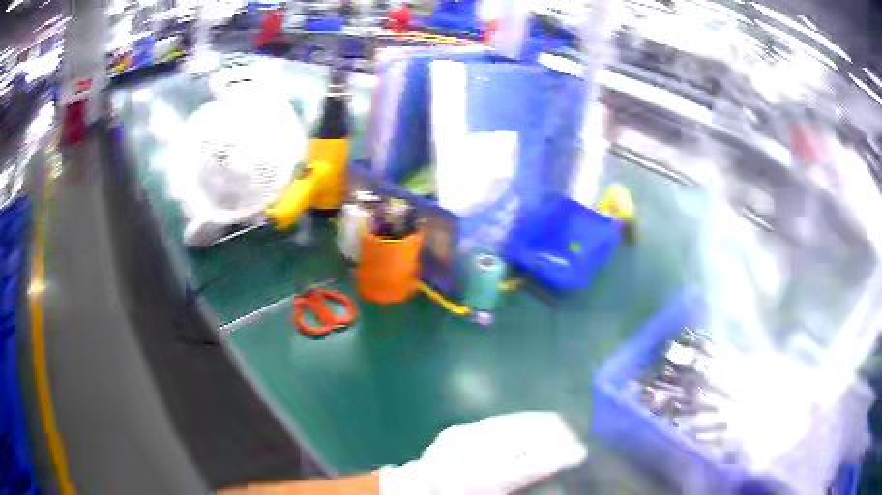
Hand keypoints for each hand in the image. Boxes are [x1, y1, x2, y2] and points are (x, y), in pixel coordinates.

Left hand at [380, 412, 587, 494]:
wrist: (413, 492)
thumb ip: (528, 490)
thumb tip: (558, 480)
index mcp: (482, 481)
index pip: (535, 462)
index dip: (564, 455)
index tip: (583, 453)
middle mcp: (472, 452)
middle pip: (529, 435)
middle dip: (559, 436)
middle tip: (576, 443)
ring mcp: (463, 436)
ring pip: (518, 422)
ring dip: (546, 426)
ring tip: (563, 432)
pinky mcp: (459, 428)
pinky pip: (502, 421)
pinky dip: (525, 423)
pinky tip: (537, 428)